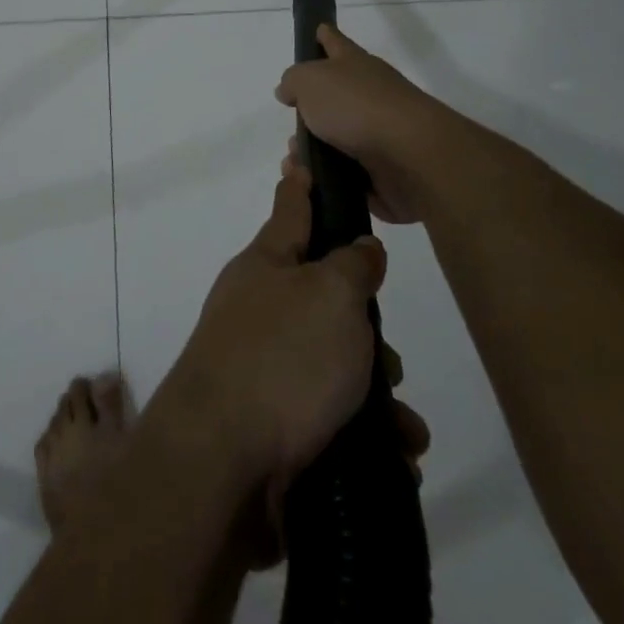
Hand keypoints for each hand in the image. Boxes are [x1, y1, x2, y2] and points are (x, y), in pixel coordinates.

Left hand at [156, 163, 386, 498]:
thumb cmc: (281, 359)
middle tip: (388, 354)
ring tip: (404, 424)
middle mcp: (259, 309)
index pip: (291, 210)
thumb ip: (353, 265)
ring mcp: (261, 366)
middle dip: (364, 325)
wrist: (219, 466)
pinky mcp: (271, 422)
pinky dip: (364, 433)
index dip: (302, 184)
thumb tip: (360, 249)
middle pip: (324, 297)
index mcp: (266, 265)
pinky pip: (329, 415)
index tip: (299, 157)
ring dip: (374, 392)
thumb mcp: (330, 295)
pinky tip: (396, 458)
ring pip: (333, 361)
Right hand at [276, 24, 447, 224]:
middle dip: (308, 113)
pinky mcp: (383, 170)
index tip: (318, 29)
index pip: (335, 43)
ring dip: (312, 152)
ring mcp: (378, 133)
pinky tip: (309, 184)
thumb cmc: (356, 106)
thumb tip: (289, 90)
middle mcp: (369, 94)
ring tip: (294, 164)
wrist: (409, 154)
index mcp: (355, 65)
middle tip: (290, 129)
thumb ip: (293, 81)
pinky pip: (346, 175)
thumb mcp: (310, 81)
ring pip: (336, 141)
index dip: (325, 36)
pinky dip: (326, 179)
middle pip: (334, 98)